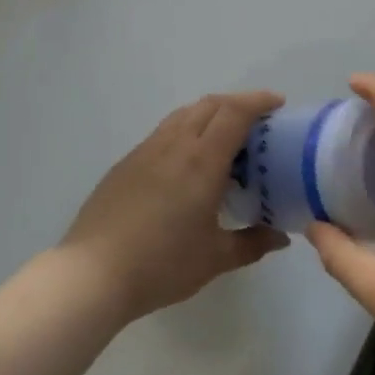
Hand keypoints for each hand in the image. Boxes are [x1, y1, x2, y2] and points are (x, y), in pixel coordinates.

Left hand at [60, 91, 290, 323]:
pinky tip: (189, 161)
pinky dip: (187, 130)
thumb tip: (280, 237)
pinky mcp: (127, 162)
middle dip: (237, 103)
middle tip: (258, 121)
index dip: (258, 101)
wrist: (94, 272)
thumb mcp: (215, 259)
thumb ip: (252, 243)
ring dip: (210, 114)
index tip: (278, 104)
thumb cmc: (161, 265)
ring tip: (225, 137)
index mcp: (201, 160)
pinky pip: (164, 132)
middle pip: (210, 105)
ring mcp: (146, 150)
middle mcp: (174, 144)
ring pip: (184, 114)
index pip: (234, 112)